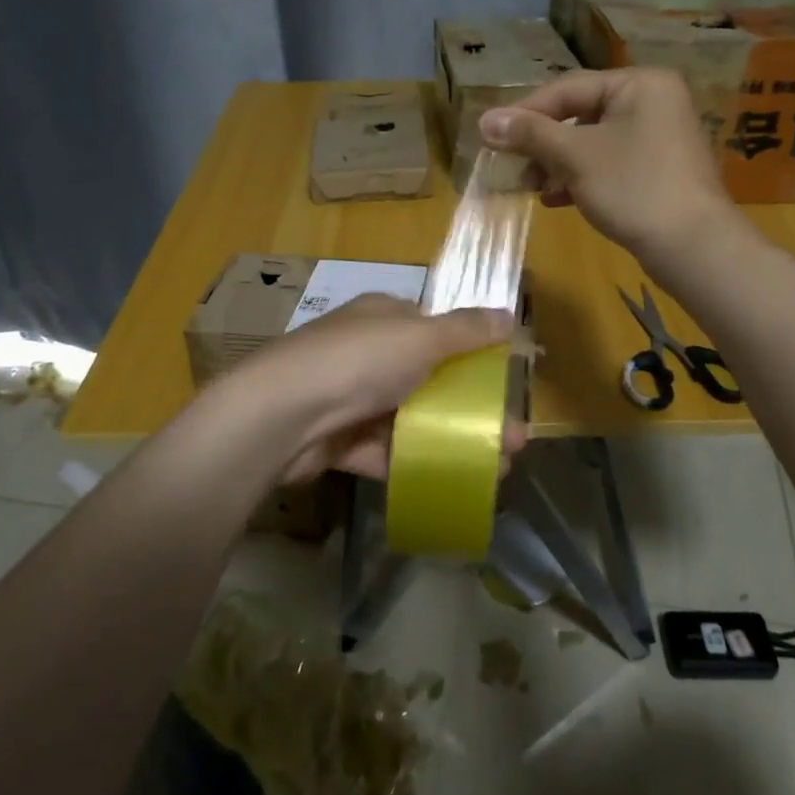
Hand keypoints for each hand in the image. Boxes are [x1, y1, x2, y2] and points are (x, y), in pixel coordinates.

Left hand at [230, 295, 525, 483]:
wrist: (282, 415)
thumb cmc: (359, 362)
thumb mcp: (422, 337)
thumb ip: (467, 330)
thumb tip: (509, 314)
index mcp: (384, 317)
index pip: (434, 329)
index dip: (471, 353)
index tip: (503, 382)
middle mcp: (367, 353)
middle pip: (428, 379)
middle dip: (471, 407)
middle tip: (512, 438)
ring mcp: (351, 397)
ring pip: (411, 419)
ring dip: (452, 440)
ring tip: (497, 468)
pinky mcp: (339, 439)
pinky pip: (385, 450)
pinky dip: (416, 463)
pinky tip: (453, 480)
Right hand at [479, 68, 736, 263]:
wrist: (692, 246)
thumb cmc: (633, 188)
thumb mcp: (575, 157)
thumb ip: (530, 135)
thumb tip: (484, 121)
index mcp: (639, 84)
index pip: (568, 88)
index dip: (525, 112)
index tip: (491, 136)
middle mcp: (652, 102)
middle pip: (579, 115)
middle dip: (541, 144)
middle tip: (511, 167)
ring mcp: (657, 138)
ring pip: (592, 143)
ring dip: (556, 164)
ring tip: (529, 188)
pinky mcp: (656, 171)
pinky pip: (608, 165)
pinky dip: (579, 179)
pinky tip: (554, 200)